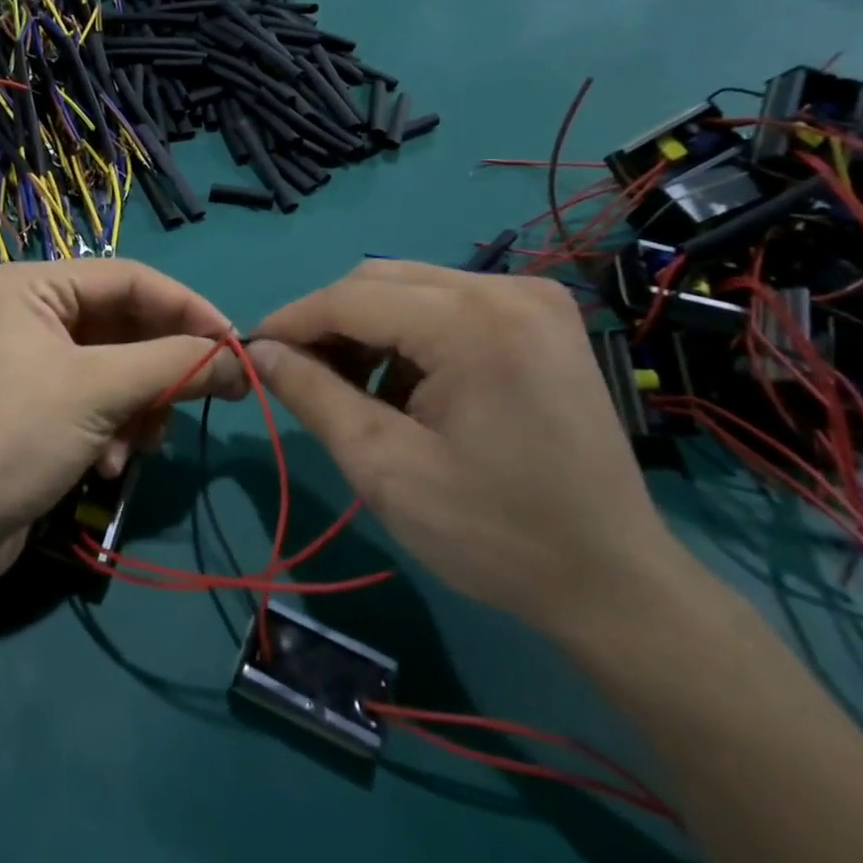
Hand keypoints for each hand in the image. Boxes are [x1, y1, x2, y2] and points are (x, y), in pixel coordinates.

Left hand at [0, 260, 240, 585]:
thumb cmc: (17, 436)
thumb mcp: (100, 391)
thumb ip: (175, 363)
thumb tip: (242, 359)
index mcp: (34, 285)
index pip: (130, 279)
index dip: (188, 308)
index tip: (236, 344)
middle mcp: (33, 312)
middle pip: (126, 325)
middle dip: (162, 369)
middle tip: (216, 393)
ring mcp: (35, 360)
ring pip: (120, 368)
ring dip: (139, 407)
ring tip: (138, 443)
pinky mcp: (41, 404)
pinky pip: (100, 400)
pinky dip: (115, 429)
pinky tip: (107, 464)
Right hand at [248, 261, 690, 640]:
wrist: (612, 581)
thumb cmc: (494, 533)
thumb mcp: (383, 467)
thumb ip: (313, 396)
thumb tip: (260, 351)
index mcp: (472, 323)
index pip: (351, 297)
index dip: (291, 320)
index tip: (250, 351)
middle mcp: (507, 289)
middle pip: (379, 280)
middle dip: (327, 323)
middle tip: (296, 373)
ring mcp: (532, 298)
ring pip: (410, 288)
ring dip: (366, 328)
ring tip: (350, 387)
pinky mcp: (542, 318)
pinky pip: (447, 304)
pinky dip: (408, 334)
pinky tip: (404, 385)